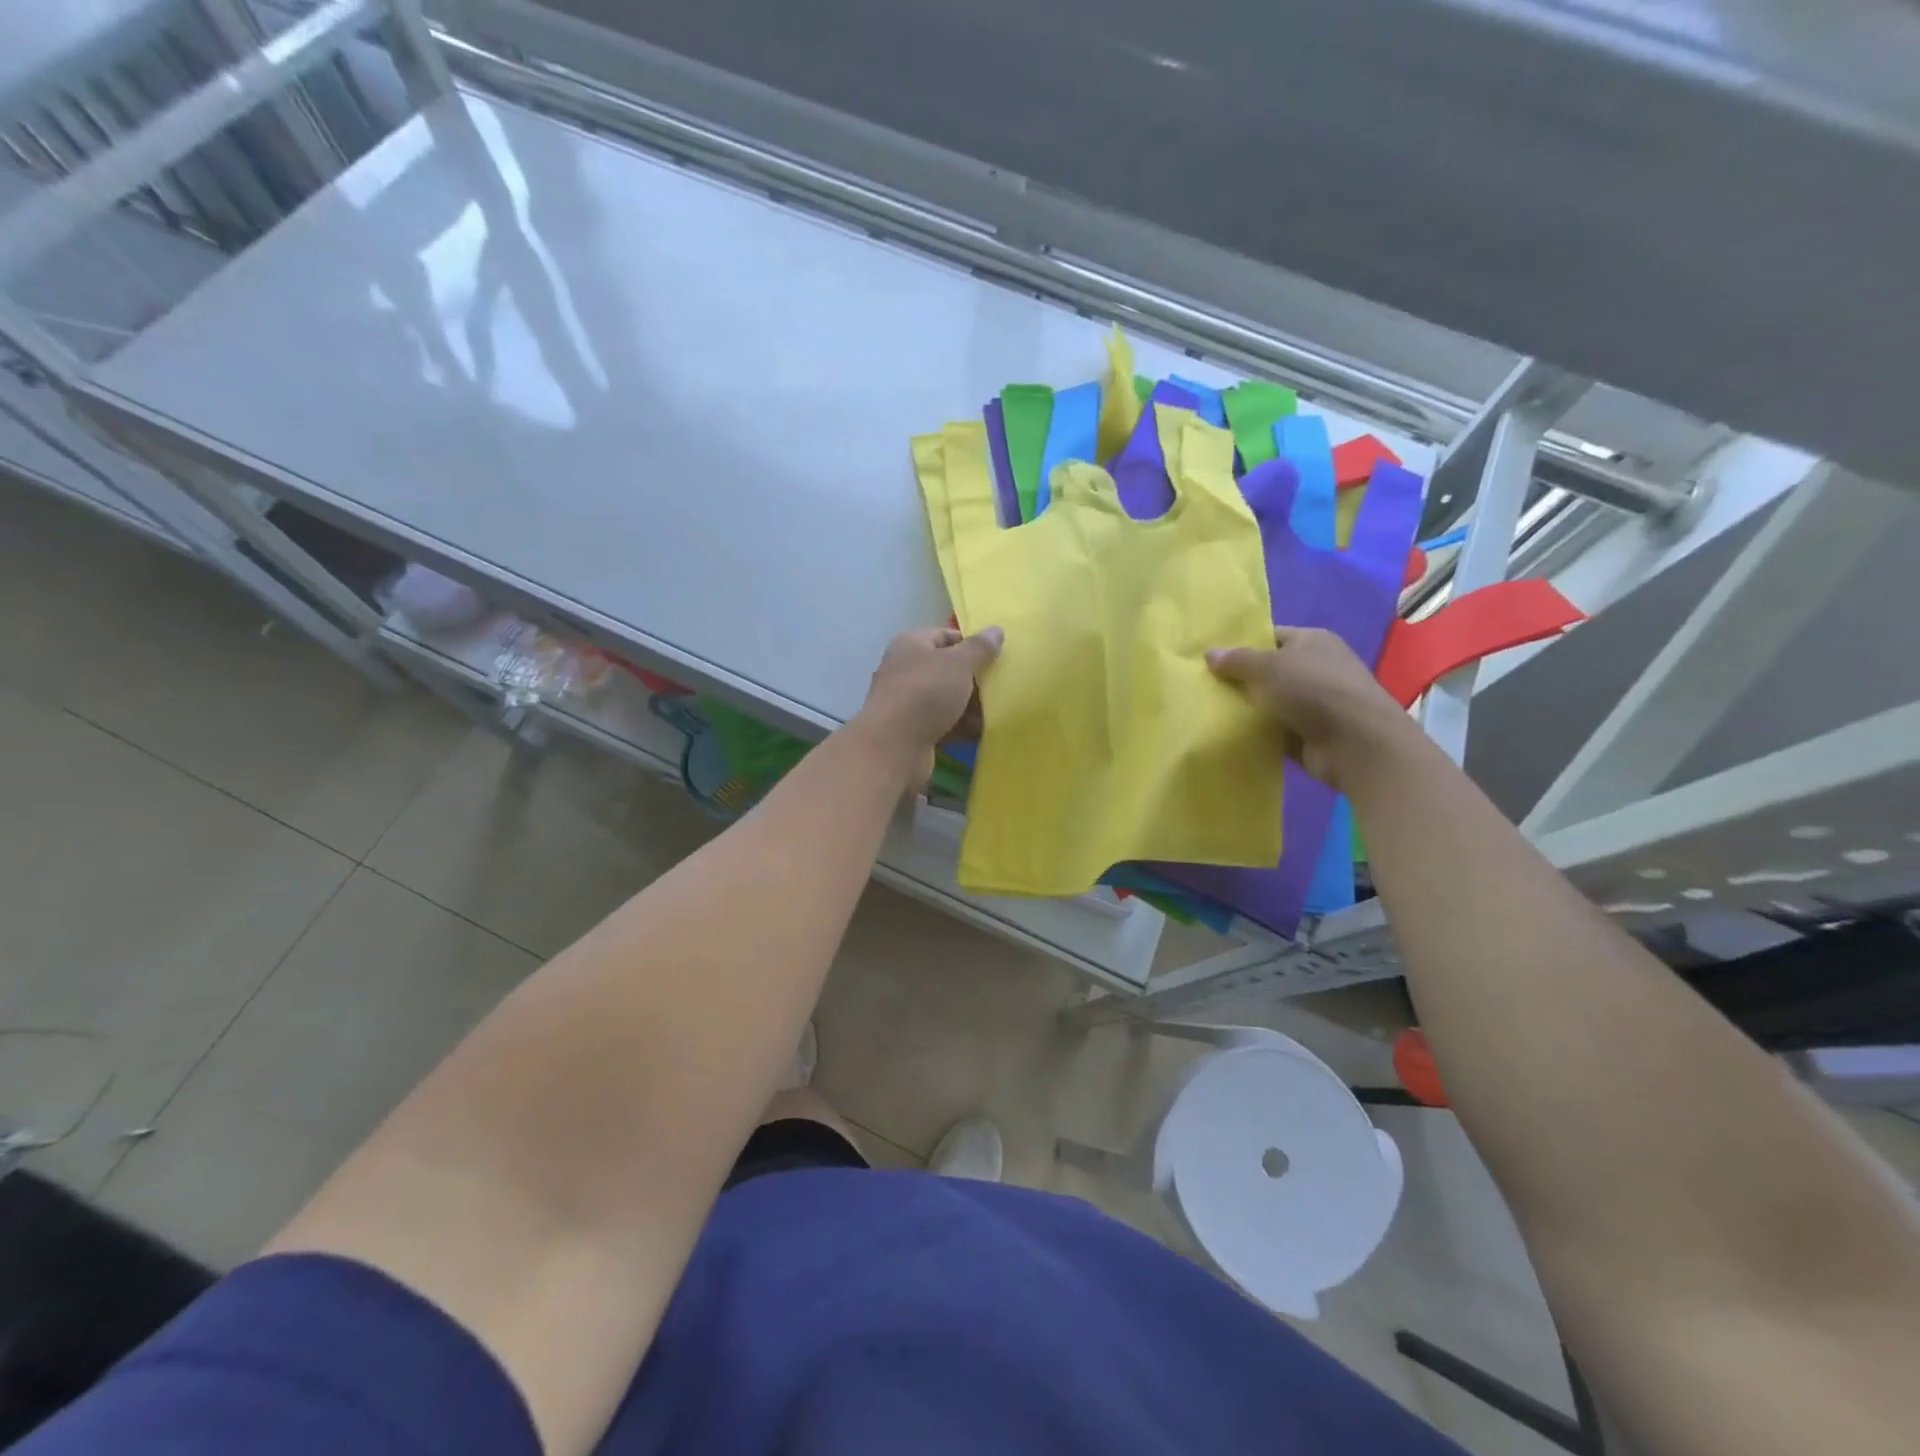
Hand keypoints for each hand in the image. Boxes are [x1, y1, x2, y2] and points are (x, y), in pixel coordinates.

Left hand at [857, 626, 1003, 774]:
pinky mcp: (910, 730)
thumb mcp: (959, 664)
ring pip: (945, 698)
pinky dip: (960, 725)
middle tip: (1000, 685)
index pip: (945, 635)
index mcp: (911, 645)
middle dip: (973, 678)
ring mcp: (906, 701)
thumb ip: (979, 648)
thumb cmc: (926, 692)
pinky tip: (982, 731)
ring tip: (997, 710)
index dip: (971, 644)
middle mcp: (904, 669)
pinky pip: (941, 722)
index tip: (996, 656)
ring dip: (970, 704)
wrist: (894, 746)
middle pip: (946, 668)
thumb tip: (996, 630)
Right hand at [1207, 627, 1416, 791]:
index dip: (1242, 645)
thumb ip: (1237, 660)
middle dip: (1240, 679)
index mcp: (1312, 641)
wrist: (1355, 743)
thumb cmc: (1314, 690)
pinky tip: (1230, 734)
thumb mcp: (1269, 666)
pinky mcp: (1310, 733)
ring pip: (1270, 701)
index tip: (1211, 659)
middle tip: (1204, 686)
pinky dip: (1257, 732)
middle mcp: (1316, 668)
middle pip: (1269, 670)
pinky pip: (1275, 729)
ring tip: (1209, 711)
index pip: (1271, 637)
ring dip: (1247, 708)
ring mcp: (1315, 702)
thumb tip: (1209, 652)